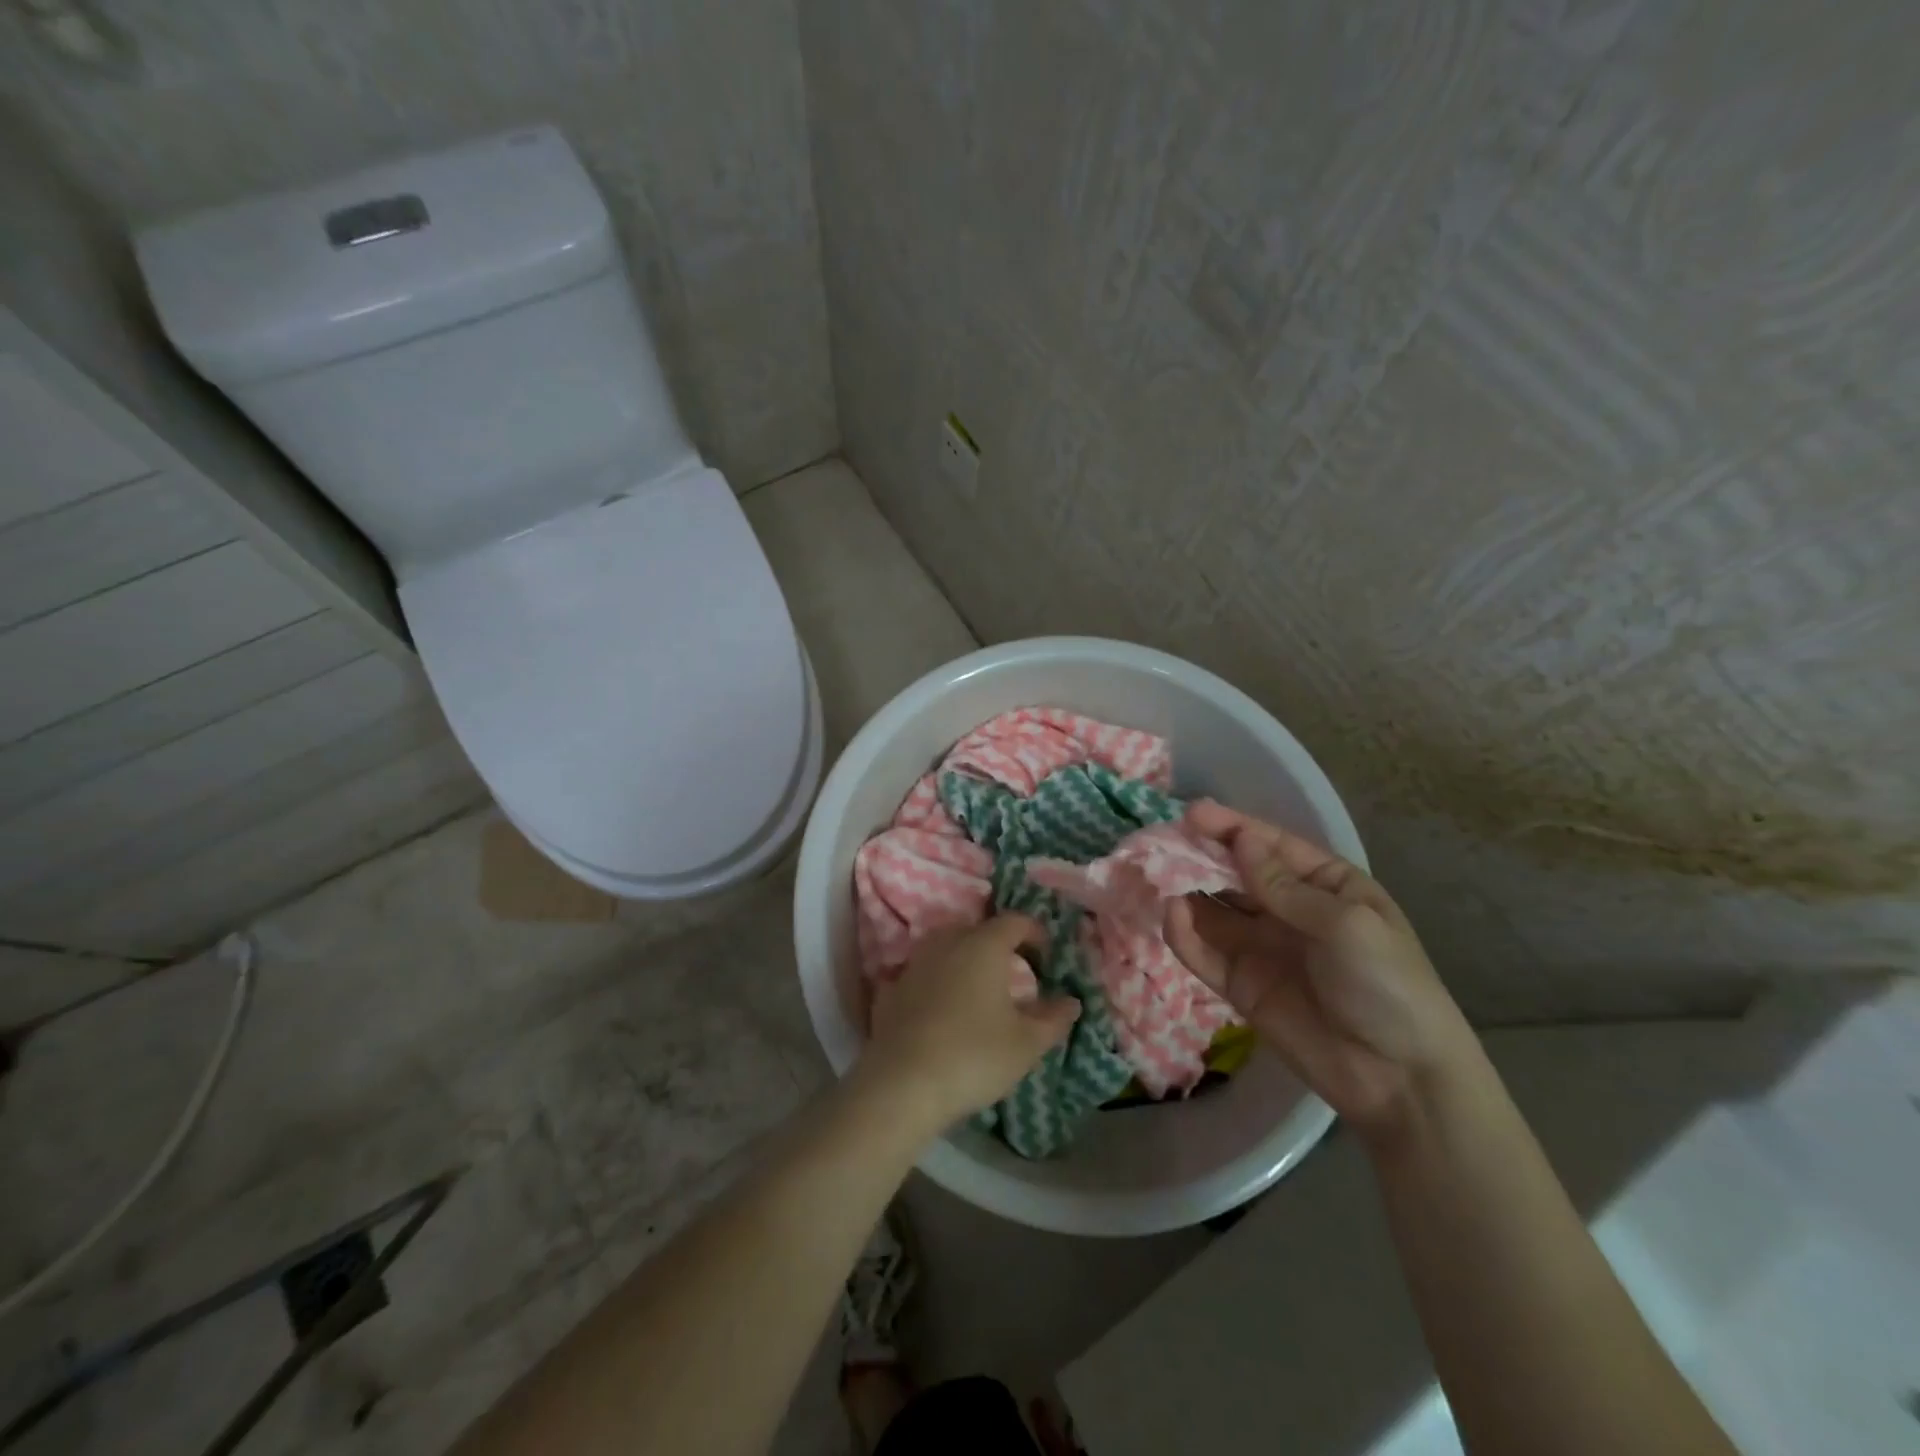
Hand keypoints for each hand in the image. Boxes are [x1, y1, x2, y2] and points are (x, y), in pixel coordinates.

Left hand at [857, 914, 1080, 1136]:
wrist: (901, 1083)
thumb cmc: (974, 1055)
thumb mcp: (1027, 1043)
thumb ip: (1053, 1018)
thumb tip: (1071, 1001)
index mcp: (984, 945)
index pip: (1015, 921)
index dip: (1035, 934)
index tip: (1047, 958)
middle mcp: (947, 942)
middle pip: (979, 931)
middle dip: (1000, 946)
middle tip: (1015, 974)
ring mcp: (915, 963)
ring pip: (947, 948)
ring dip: (966, 961)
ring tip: (980, 992)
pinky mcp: (892, 989)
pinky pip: (923, 974)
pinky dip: (938, 983)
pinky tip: (943, 1010)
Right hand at [1165, 801, 1481, 1138]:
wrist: (1400, 1081)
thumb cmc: (1387, 986)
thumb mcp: (1347, 925)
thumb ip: (1285, 886)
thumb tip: (1240, 841)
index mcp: (1325, 886)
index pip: (1270, 847)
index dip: (1231, 827)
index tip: (1192, 814)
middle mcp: (1287, 910)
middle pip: (1234, 874)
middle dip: (1199, 856)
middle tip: (1160, 842)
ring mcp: (1261, 948)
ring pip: (1212, 910)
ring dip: (1184, 892)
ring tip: (1154, 876)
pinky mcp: (1240, 985)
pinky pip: (1205, 952)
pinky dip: (1184, 934)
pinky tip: (1171, 917)